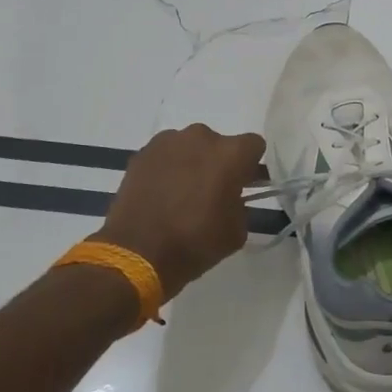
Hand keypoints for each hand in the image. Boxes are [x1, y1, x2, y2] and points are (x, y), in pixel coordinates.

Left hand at [95, 124, 265, 300]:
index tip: (243, 184)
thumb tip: (231, 198)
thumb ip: (241, 205)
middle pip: (220, 144)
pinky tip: (160, 193)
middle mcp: (201, 137)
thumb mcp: (236, 232)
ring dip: (192, 162)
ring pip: (191, 147)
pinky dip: (167, 168)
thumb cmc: (195, 243)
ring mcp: (168, 141)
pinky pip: (166, 155)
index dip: (250, 166)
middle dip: (219, 163)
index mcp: (231, 154)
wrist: (137, 254)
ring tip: (180, 193)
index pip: (254, 145)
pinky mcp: (143, 152)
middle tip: (210, 192)